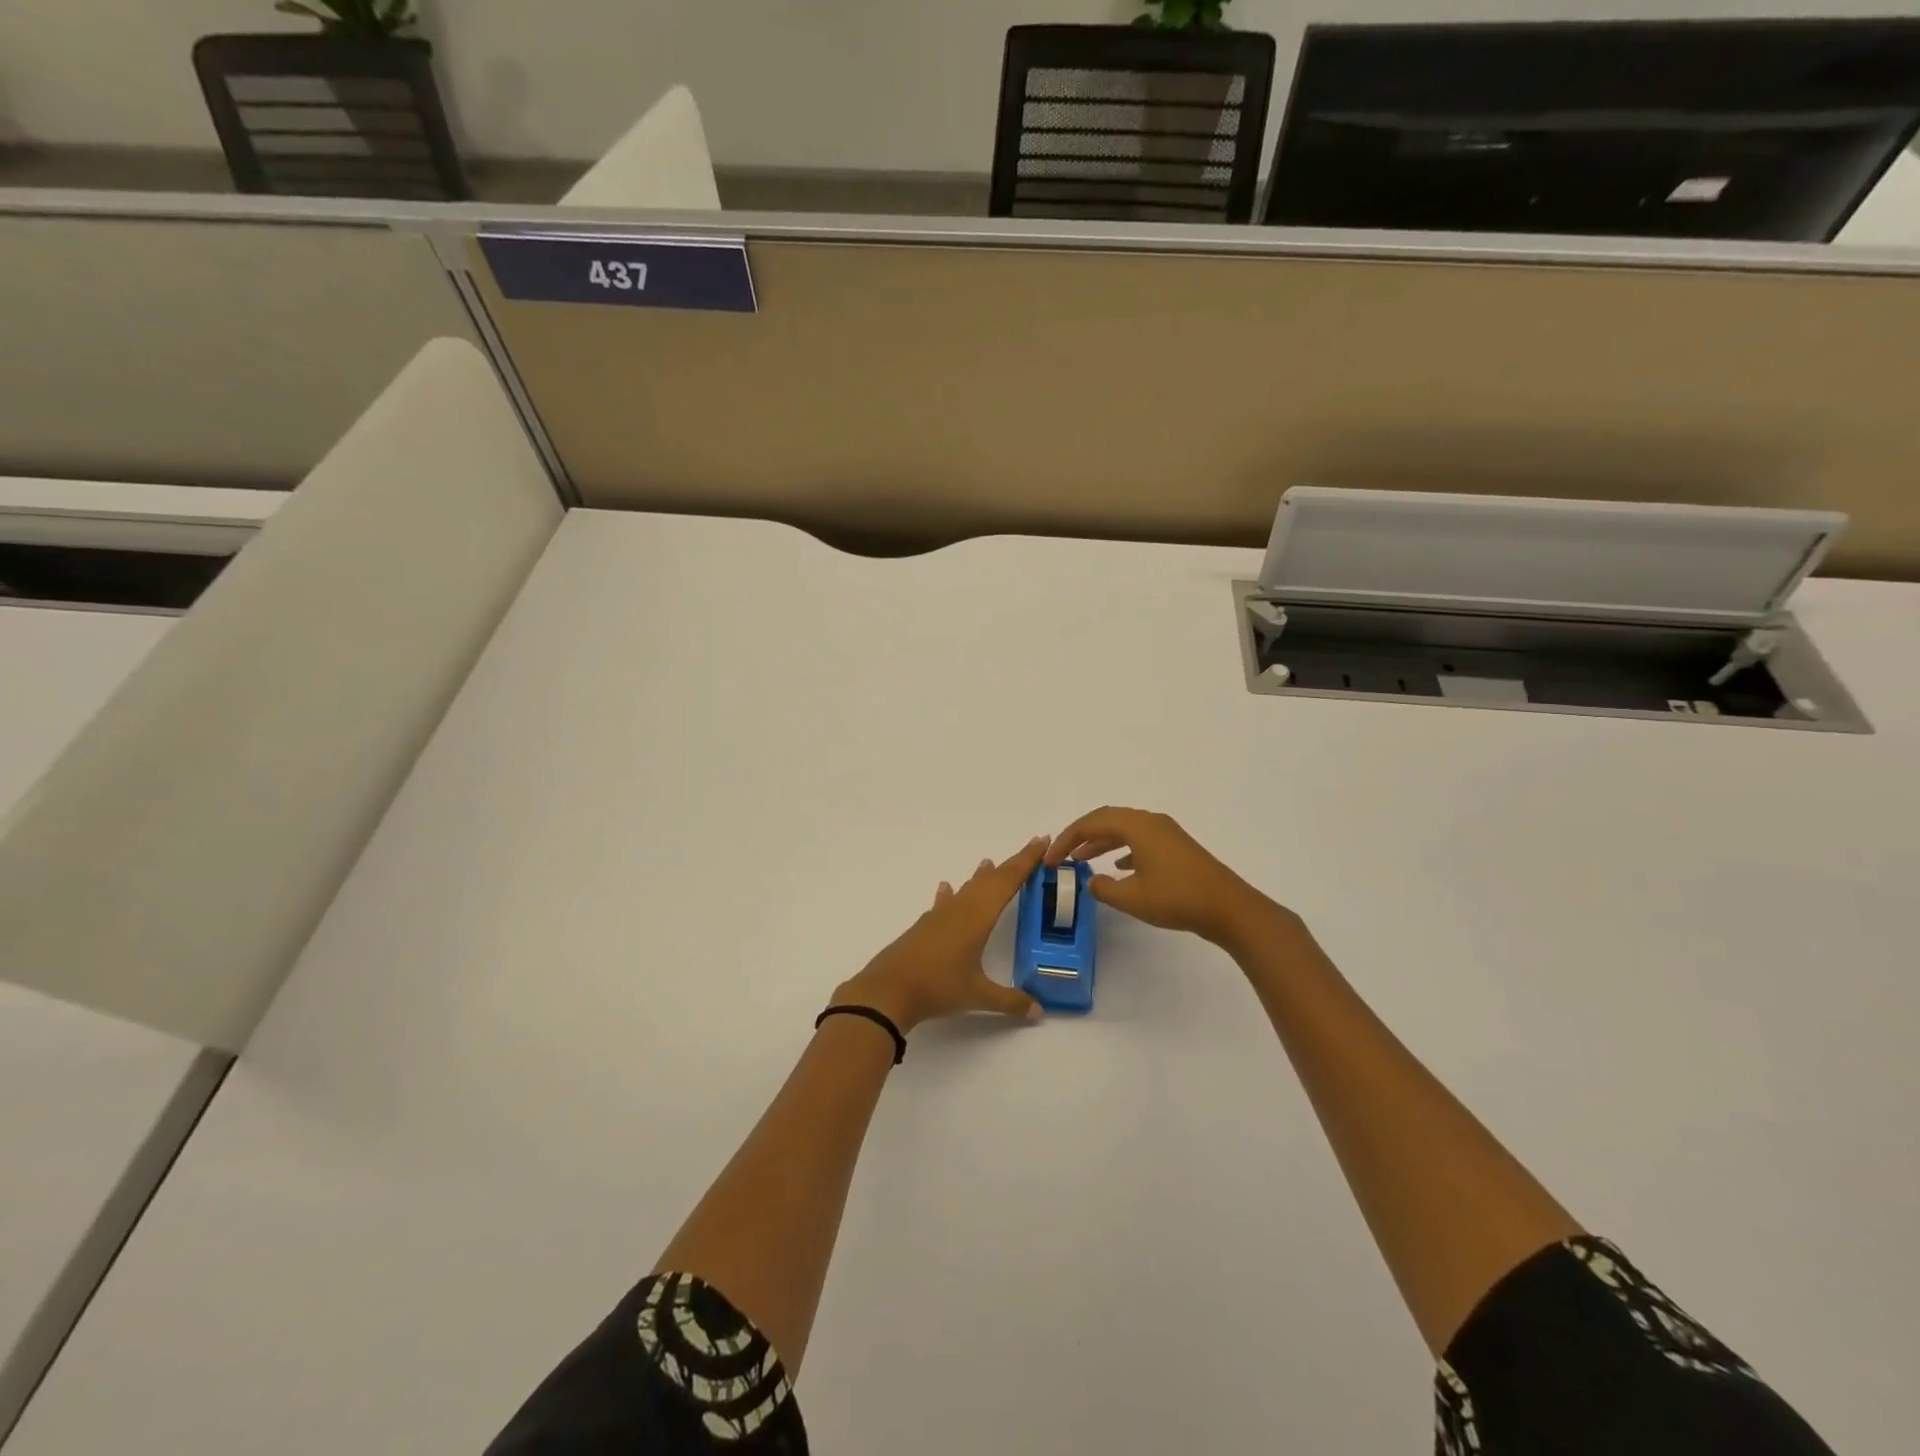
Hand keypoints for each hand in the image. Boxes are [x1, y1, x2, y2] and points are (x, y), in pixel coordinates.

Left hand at [832, 837, 1049, 1033]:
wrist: (887, 991)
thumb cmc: (937, 987)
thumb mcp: (977, 996)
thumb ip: (1010, 1001)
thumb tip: (1039, 1012)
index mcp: (978, 917)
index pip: (1008, 881)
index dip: (1026, 861)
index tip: (1042, 842)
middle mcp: (960, 909)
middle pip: (990, 880)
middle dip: (1011, 865)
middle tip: (1031, 849)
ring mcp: (939, 917)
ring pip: (966, 889)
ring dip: (980, 877)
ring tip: (988, 863)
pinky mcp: (924, 927)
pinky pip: (944, 903)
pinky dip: (950, 894)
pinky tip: (946, 889)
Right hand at [1047, 806, 1285, 947]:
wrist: (1229, 908)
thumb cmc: (1177, 898)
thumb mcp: (1132, 898)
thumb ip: (1103, 888)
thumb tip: (1090, 880)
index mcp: (1138, 826)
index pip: (1091, 823)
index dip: (1067, 839)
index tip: (1050, 858)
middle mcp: (1151, 821)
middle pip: (1107, 820)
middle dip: (1081, 836)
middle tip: (1062, 854)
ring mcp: (1166, 833)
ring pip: (1124, 829)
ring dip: (1101, 842)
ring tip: (1082, 860)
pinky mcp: (1176, 848)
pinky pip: (1140, 840)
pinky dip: (1122, 849)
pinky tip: (1118, 868)